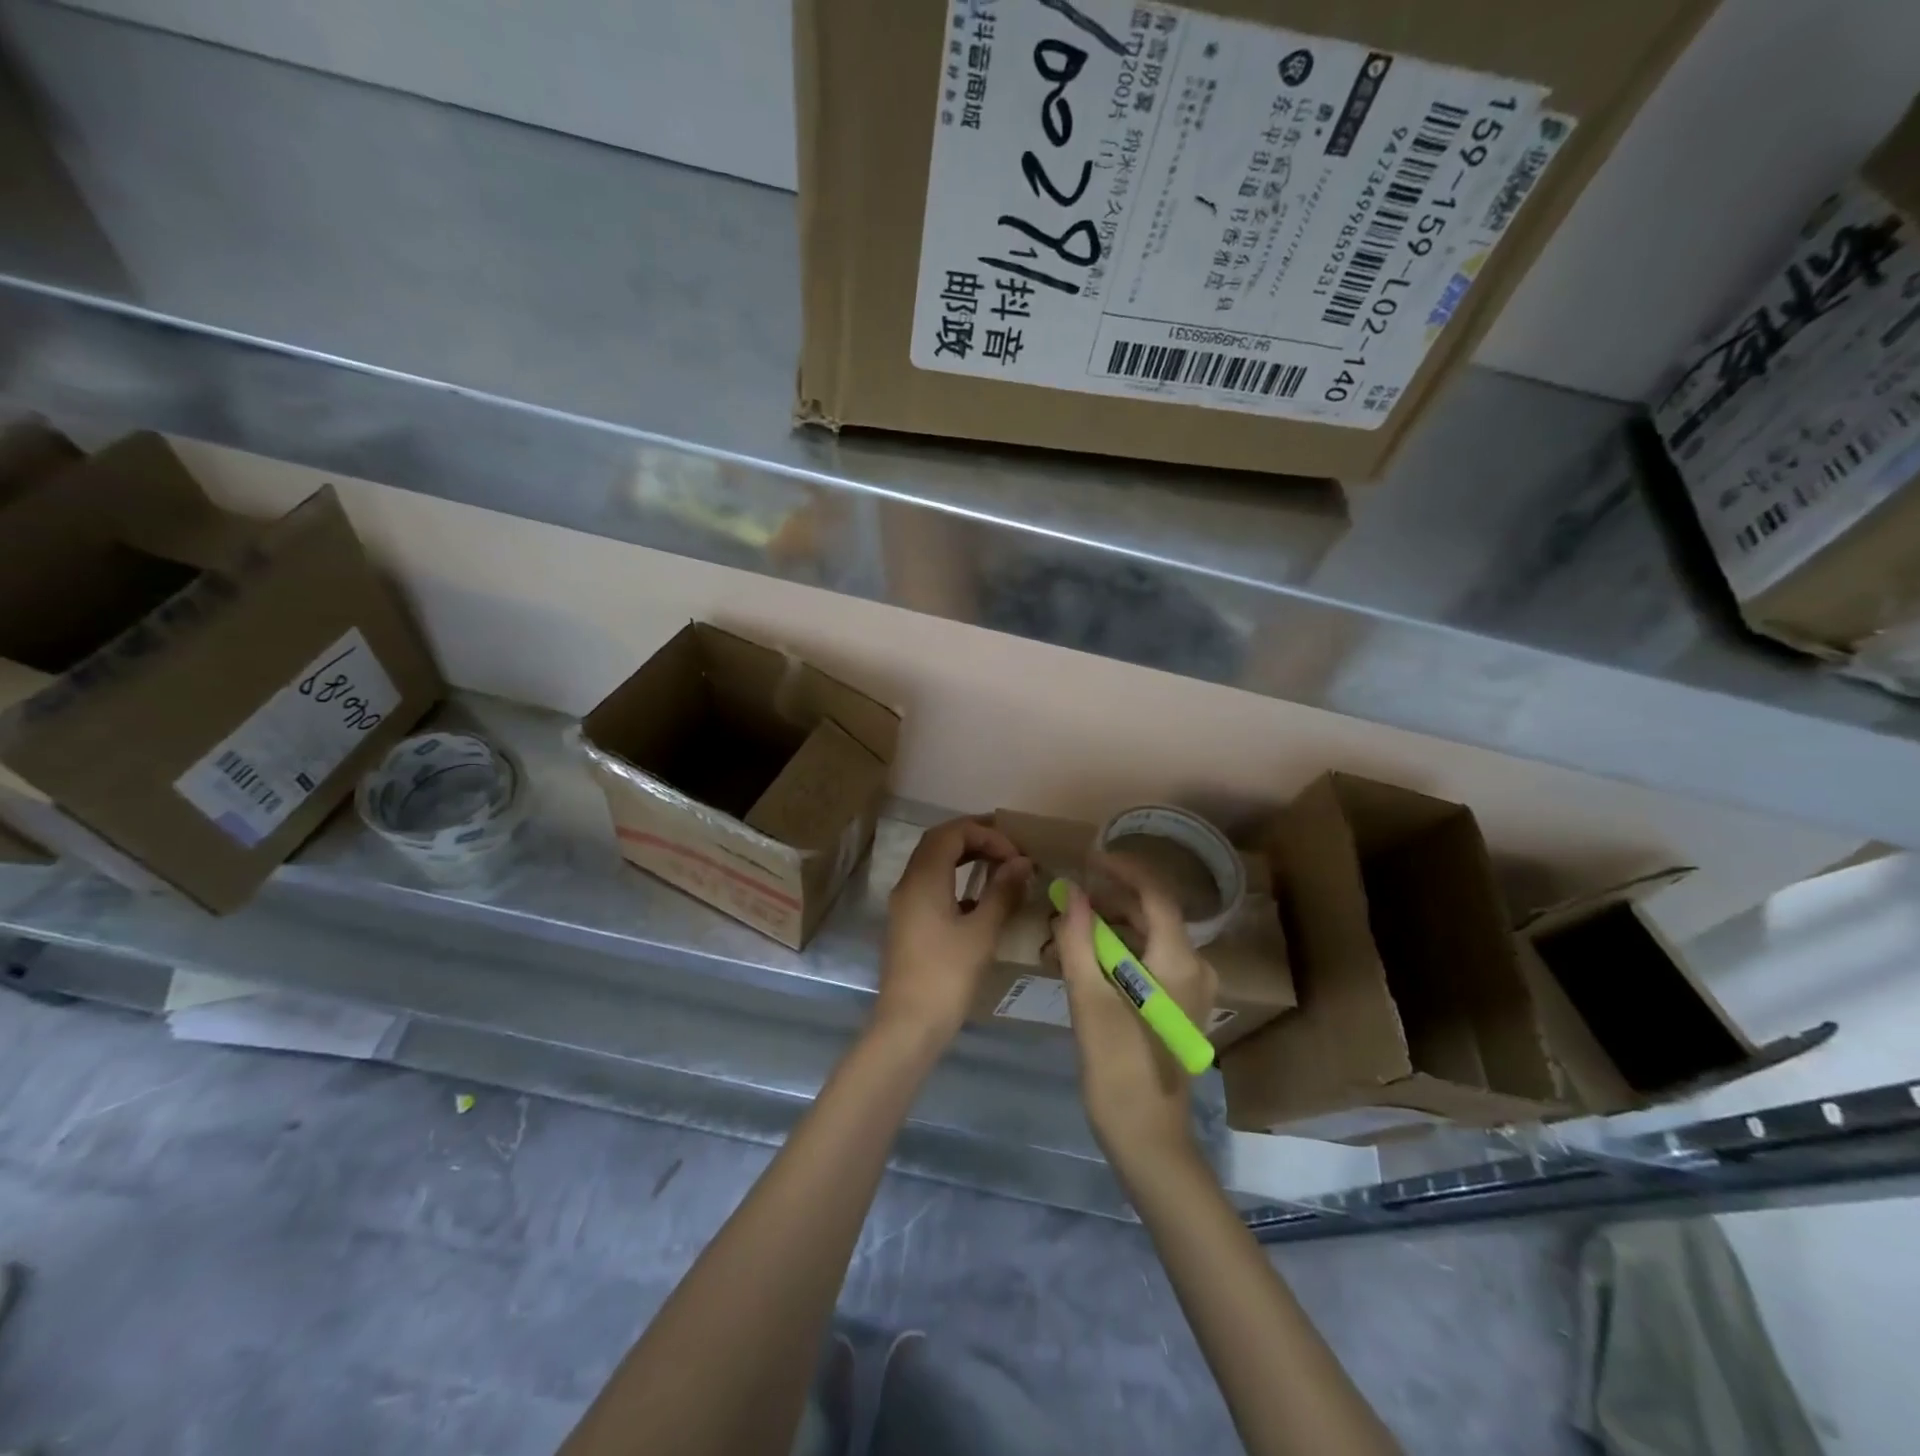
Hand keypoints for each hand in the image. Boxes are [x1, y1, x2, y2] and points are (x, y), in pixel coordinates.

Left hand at [876, 817, 1030, 1045]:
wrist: (908, 1026)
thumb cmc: (947, 976)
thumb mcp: (982, 932)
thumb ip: (1002, 892)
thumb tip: (1021, 862)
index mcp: (924, 878)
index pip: (952, 833)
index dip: (987, 834)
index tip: (1016, 855)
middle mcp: (909, 883)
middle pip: (939, 842)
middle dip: (975, 838)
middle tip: (1009, 849)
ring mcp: (905, 903)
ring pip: (933, 863)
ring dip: (965, 857)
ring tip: (999, 865)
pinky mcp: (908, 922)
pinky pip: (931, 884)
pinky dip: (956, 879)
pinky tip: (980, 898)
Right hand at [1055, 852, 1216, 1169]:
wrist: (1149, 1138)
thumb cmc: (1118, 1068)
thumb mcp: (1089, 1000)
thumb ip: (1079, 941)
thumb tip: (1073, 894)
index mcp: (1178, 961)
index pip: (1154, 895)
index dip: (1122, 870)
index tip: (1088, 858)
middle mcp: (1195, 968)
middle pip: (1150, 915)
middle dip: (1106, 904)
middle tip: (1064, 906)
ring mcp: (1191, 989)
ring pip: (1147, 939)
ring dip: (1107, 931)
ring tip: (1064, 938)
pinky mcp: (1180, 1006)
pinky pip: (1150, 963)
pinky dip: (1118, 955)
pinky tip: (1083, 965)